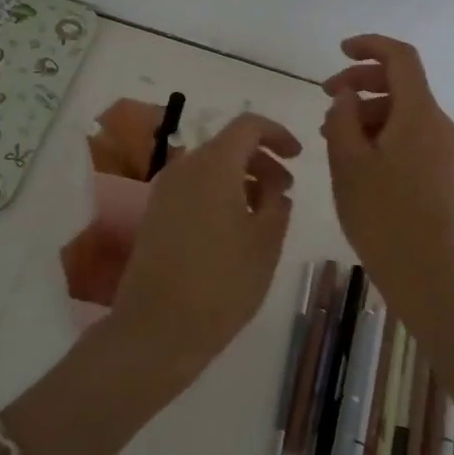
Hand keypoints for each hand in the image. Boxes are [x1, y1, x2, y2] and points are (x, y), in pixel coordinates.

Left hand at [110, 112, 301, 385]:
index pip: (248, 126)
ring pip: (210, 168)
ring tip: (264, 214)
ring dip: (241, 179)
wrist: (156, 329)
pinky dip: (218, 193)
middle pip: (228, 145)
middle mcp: (184, 168)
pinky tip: (235, 229)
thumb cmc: (221, 284)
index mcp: (213, 165)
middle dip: (261, 160)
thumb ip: (277, 205)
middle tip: (286, 191)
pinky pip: (193, 188)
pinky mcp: (155, 214)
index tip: (298, 156)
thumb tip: (275, 188)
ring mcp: (164, 191)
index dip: (277, 133)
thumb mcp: (265, 244)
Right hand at [321, 35, 453, 307]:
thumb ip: (343, 117)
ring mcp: (441, 148)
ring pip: (401, 110)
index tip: (340, 51)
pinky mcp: (438, 169)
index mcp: (418, 114)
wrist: (425, 270)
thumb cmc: (381, 213)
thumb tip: (348, 95)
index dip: (370, 46)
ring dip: (366, 110)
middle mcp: (436, 123)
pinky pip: (407, 133)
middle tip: (326, 96)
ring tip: (330, 133)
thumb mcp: (347, 161)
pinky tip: (354, 155)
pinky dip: (380, 131)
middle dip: (360, 81)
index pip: (400, 58)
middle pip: (400, 83)